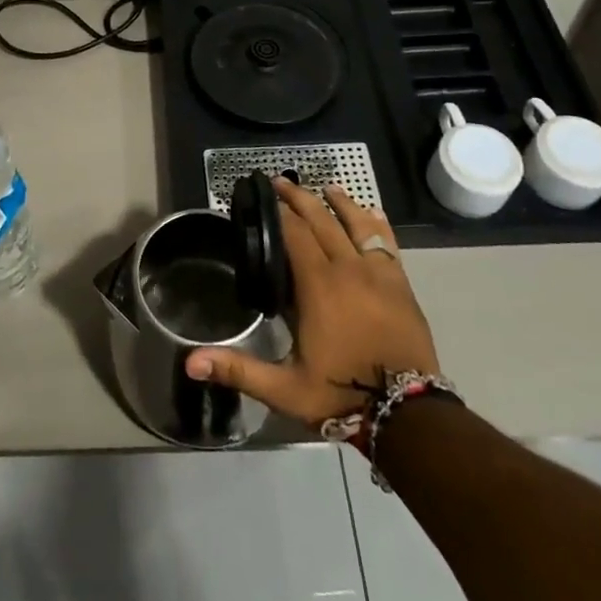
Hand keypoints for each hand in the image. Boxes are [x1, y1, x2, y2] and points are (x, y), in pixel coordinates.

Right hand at [187, 180, 439, 426]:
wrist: (410, 418)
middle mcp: (348, 269)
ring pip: (356, 225)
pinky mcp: (401, 286)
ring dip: (339, 203)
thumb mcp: (284, 388)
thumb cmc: (341, 397)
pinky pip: (387, 243)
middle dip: (299, 198)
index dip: (276, 212)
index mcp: (318, 285)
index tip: (261, 196)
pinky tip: (372, 212)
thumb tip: (190, 362)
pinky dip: (376, 224)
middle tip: (280, 182)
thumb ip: (238, 369)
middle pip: (321, 220)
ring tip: (325, 187)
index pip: (293, 233)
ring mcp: (379, 275)